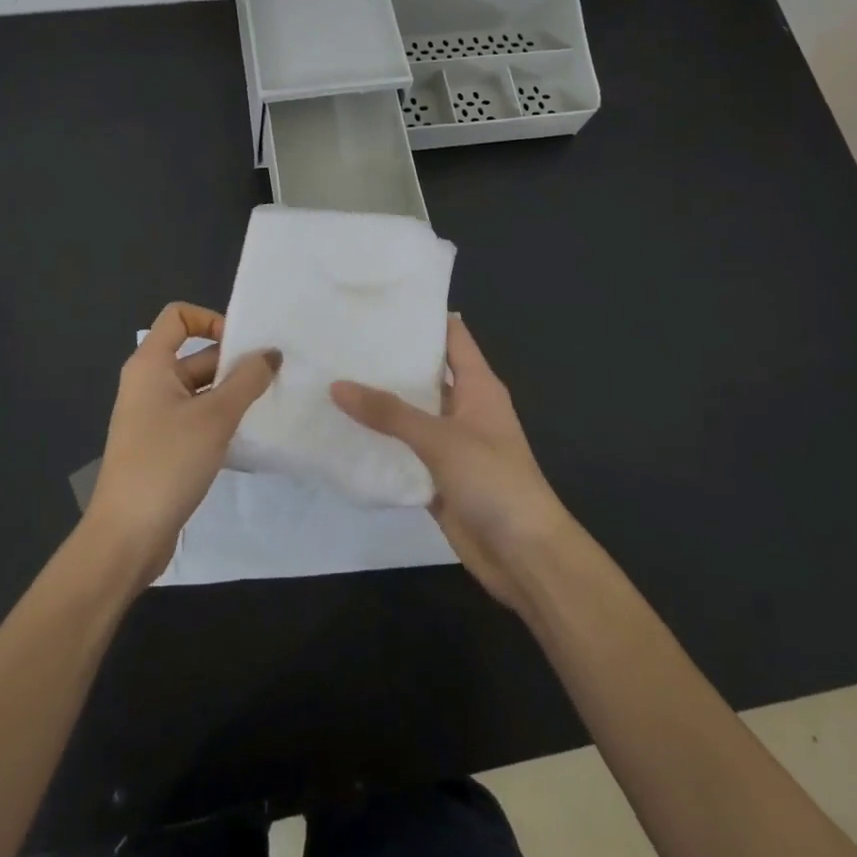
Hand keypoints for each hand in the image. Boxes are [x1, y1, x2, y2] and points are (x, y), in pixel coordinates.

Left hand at [84, 302, 281, 586]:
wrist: (127, 536)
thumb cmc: (167, 463)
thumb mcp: (215, 417)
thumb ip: (247, 380)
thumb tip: (271, 353)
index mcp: (150, 365)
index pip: (179, 317)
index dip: (212, 320)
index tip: (243, 346)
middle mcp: (149, 383)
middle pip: (196, 354)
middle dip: (233, 363)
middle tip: (275, 377)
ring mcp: (154, 416)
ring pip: (200, 389)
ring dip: (232, 394)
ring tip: (270, 404)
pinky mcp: (162, 445)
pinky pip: (197, 418)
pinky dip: (221, 420)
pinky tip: (249, 435)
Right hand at [331, 317, 575, 615]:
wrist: (524, 555)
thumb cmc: (494, 480)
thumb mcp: (442, 439)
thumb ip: (390, 412)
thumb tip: (336, 385)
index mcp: (478, 385)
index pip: (451, 335)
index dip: (421, 316)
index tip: (379, 301)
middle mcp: (464, 407)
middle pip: (425, 372)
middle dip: (389, 358)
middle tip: (340, 338)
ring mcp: (451, 443)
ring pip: (411, 413)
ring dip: (380, 401)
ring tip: (332, 376)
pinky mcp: (437, 476)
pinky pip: (404, 451)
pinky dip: (380, 442)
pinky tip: (342, 431)